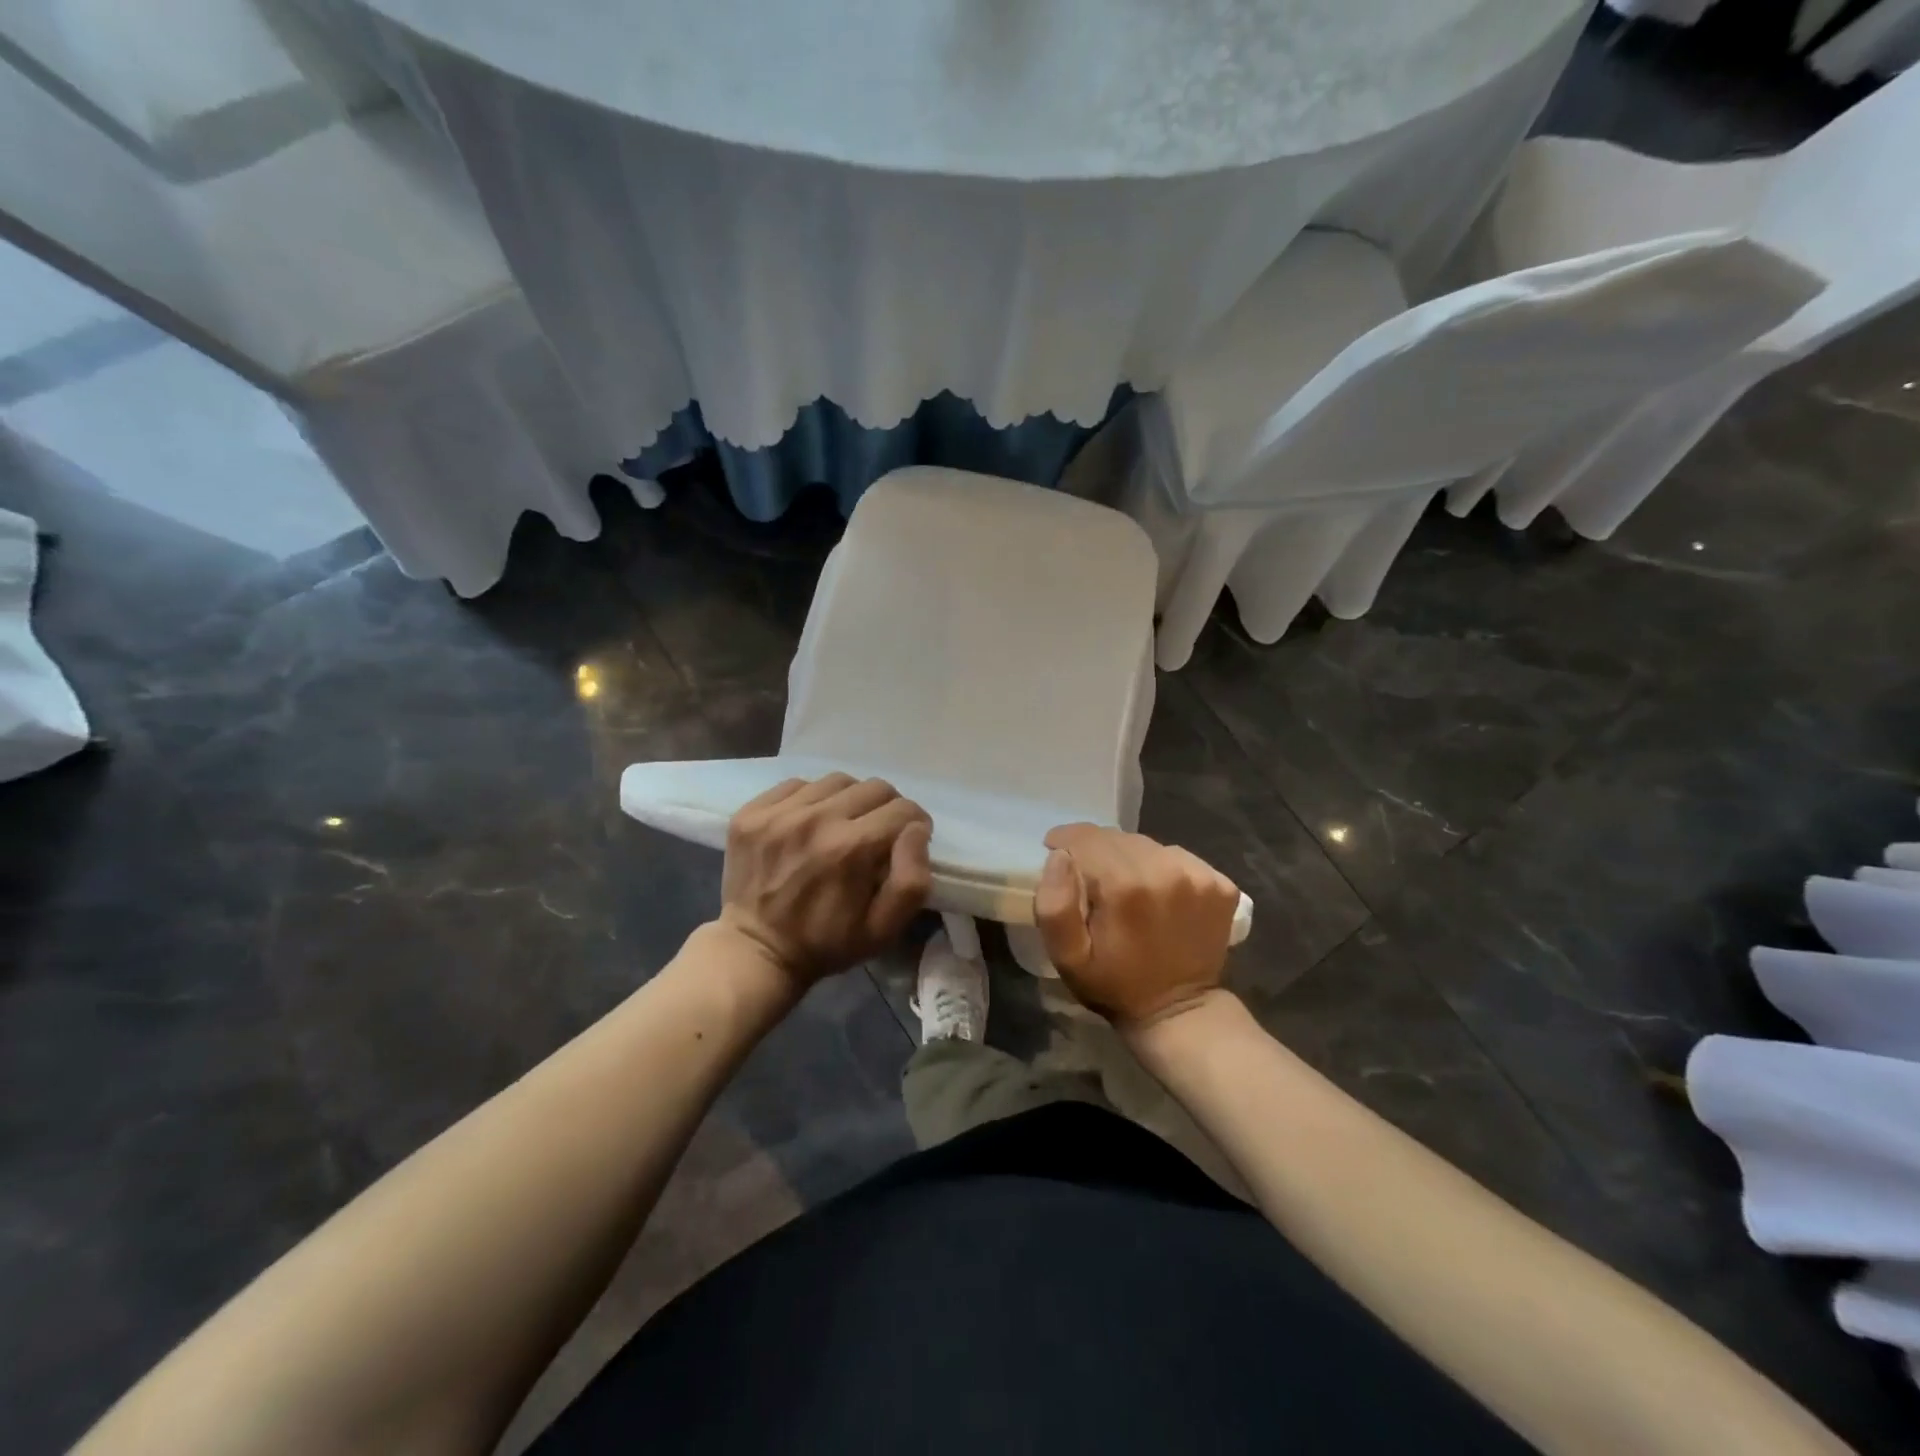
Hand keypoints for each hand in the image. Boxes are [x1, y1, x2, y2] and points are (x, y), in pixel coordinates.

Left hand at [718, 774, 932, 988]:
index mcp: (852, 848)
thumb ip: (912, 880)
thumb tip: (916, 830)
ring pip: (837, 781)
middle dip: (886, 808)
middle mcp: (817, 819)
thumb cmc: (827, 943)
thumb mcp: (884, 929)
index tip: (906, 840)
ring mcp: (779, 813)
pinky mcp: (752, 812)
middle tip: (878, 832)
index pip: (903, 810)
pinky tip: (809, 823)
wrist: (756, 951)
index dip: (915, 824)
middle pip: (874, 787)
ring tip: (843, 825)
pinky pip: (797, 785)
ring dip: (849, 800)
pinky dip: (811, 799)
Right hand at [1034, 824, 1240, 1029]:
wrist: (1180, 1012)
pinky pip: (1177, 857)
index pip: (1086, 838)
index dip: (1065, 840)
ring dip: (1129, 858)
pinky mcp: (1221, 884)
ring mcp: (1199, 876)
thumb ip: (1054, 904)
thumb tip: (1059, 856)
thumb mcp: (1067, 957)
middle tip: (1089, 877)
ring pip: (1147, 845)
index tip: (1055, 850)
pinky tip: (1157, 893)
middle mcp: (1166, 870)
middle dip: (1096, 852)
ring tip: (1124, 886)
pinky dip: (1161, 867)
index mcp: (1125, 885)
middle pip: (1118, 838)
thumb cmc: (1114, 984)